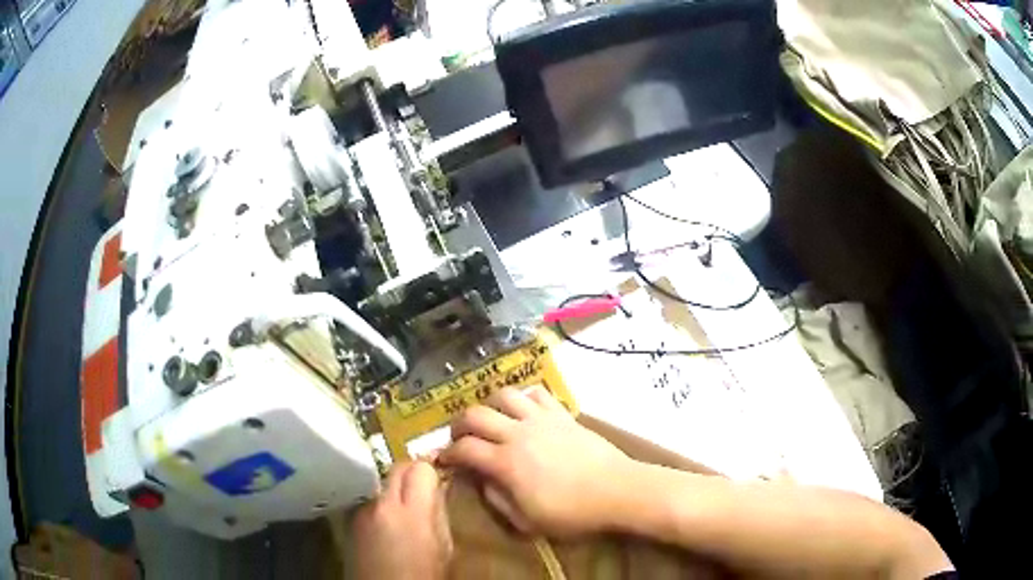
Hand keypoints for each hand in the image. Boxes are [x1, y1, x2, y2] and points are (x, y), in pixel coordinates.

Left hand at [351, 461, 452, 578]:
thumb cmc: (423, 576)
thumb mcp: (444, 548)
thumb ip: (440, 515)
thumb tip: (439, 490)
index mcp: (412, 513)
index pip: (420, 469)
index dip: (431, 471)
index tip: (439, 479)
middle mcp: (382, 504)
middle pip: (398, 468)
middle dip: (413, 471)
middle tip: (425, 485)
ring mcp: (363, 511)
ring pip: (382, 483)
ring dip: (395, 489)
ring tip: (406, 509)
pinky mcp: (351, 520)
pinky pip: (371, 501)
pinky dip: (381, 505)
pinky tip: (388, 524)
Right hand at [441, 386, 635, 535]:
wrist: (617, 491)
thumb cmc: (572, 513)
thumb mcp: (528, 521)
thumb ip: (498, 500)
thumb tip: (482, 481)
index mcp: (506, 463)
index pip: (464, 449)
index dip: (448, 453)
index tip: (444, 459)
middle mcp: (518, 434)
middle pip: (475, 414)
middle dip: (459, 424)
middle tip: (461, 436)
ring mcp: (541, 420)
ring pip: (504, 395)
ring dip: (489, 404)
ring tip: (490, 418)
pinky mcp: (562, 414)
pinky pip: (536, 394)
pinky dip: (523, 398)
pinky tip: (523, 411)